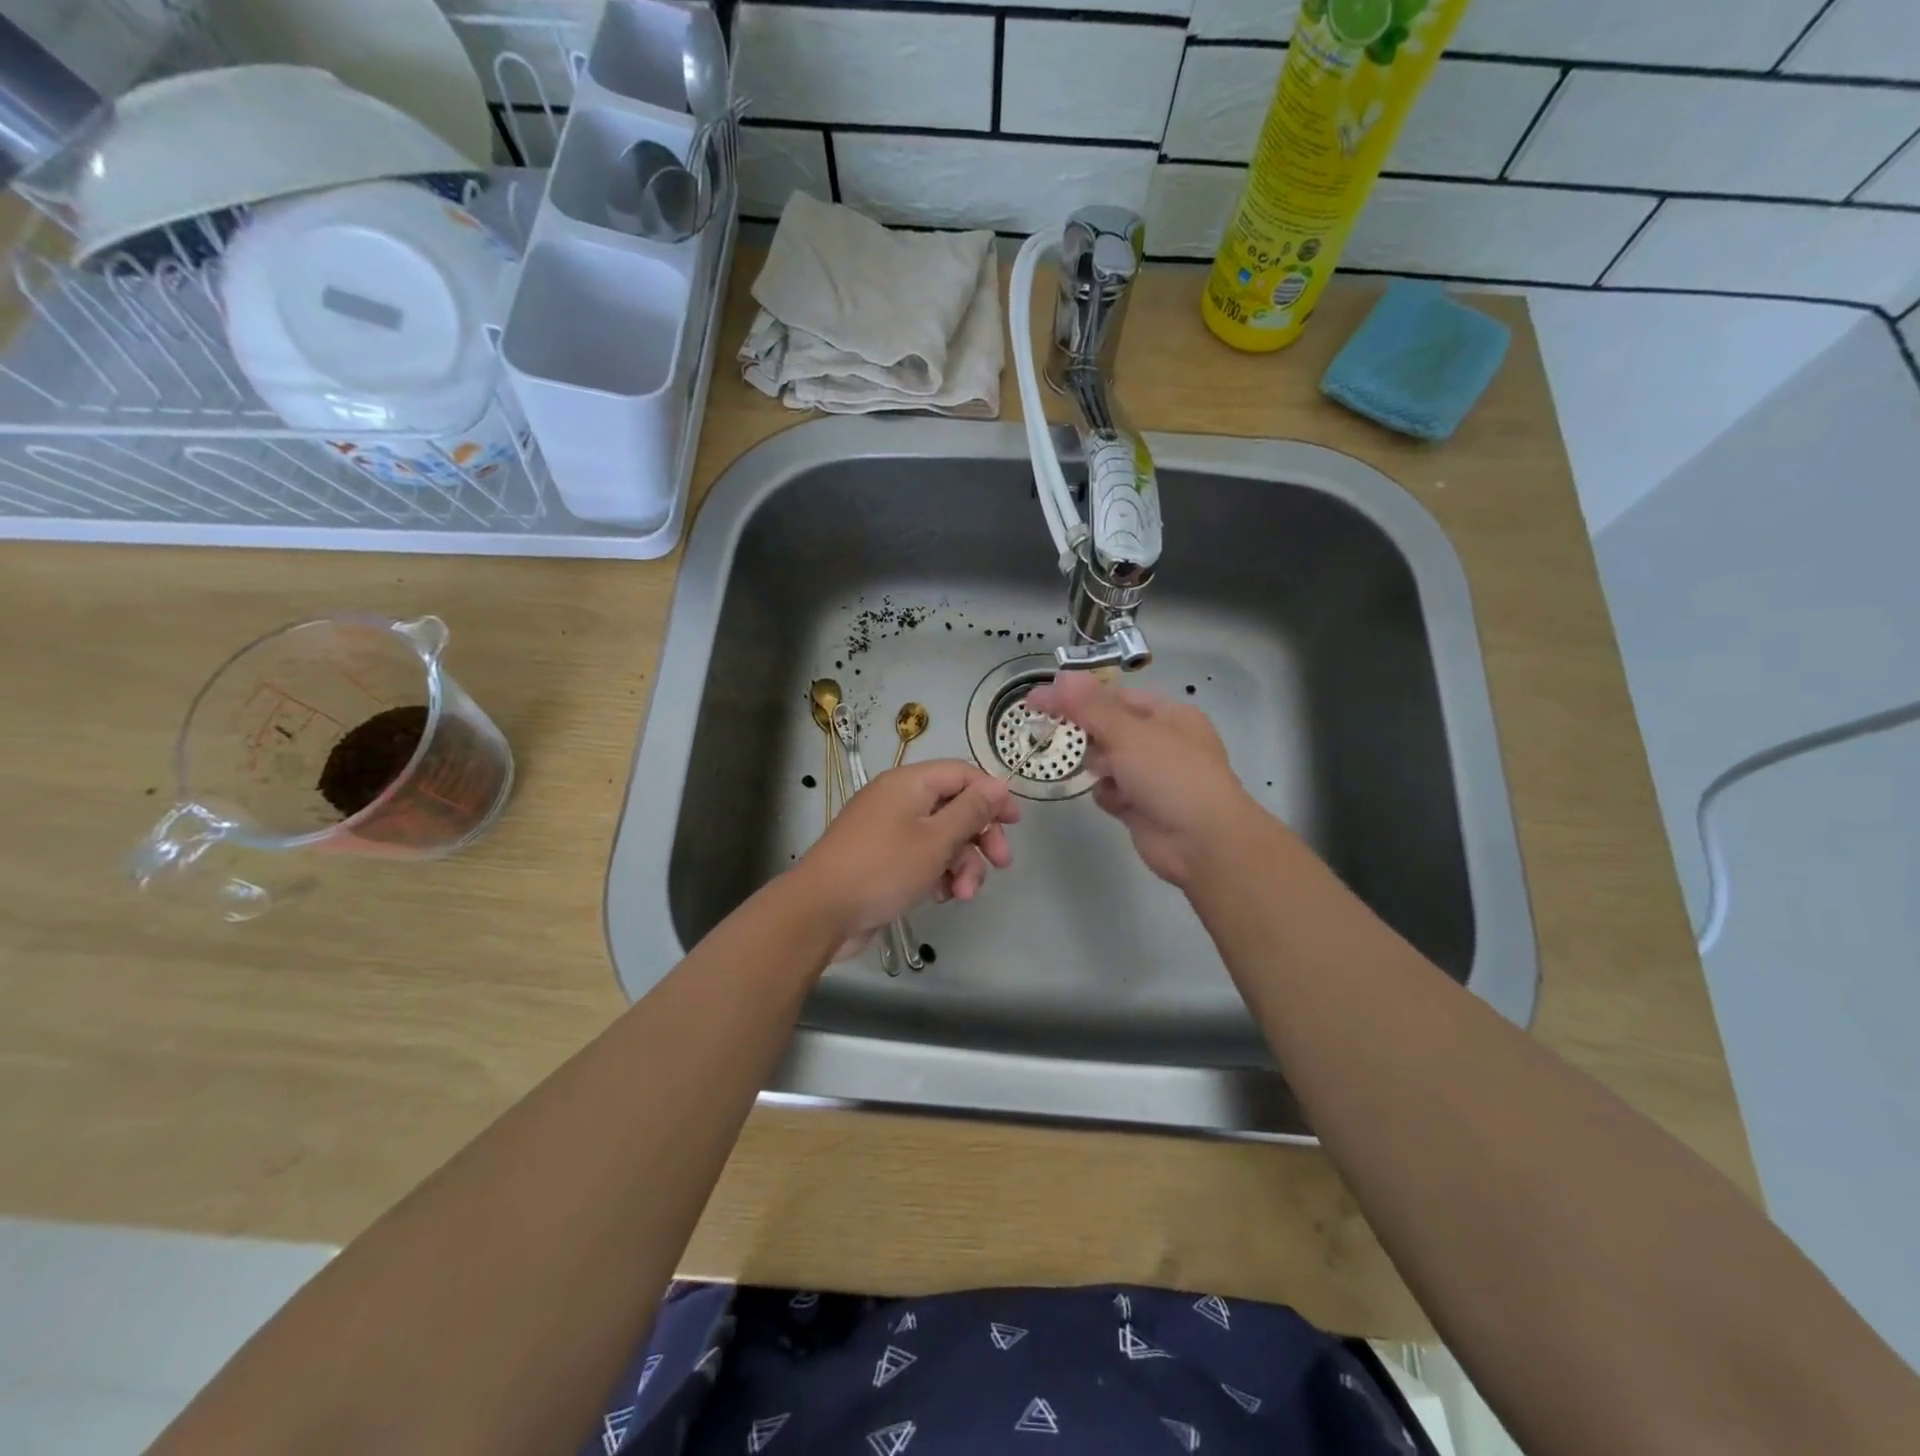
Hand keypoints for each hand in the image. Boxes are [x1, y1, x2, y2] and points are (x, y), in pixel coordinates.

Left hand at [794, 759, 1020, 944]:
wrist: (821, 912)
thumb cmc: (883, 868)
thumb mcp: (936, 839)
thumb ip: (971, 811)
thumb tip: (999, 783)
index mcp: (909, 784)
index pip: (962, 774)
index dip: (992, 795)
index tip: (1014, 823)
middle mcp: (898, 800)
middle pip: (954, 808)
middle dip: (980, 837)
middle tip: (1000, 864)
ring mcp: (888, 831)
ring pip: (941, 838)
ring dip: (960, 864)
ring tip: (962, 894)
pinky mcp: (883, 859)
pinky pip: (921, 857)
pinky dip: (936, 874)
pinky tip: (940, 897)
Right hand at [1024, 673, 1260, 888]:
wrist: (1203, 843)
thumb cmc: (1171, 776)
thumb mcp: (1129, 733)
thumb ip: (1089, 706)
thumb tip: (1059, 676)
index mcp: (1167, 715)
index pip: (1114, 696)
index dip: (1078, 696)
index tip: (1040, 700)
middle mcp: (1161, 742)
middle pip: (1107, 728)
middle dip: (1090, 736)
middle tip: (1068, 740)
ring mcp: (1151, 776)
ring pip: (1105, 761)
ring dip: (1099, 768)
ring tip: (1106, 776)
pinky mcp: (1141, 806)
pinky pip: (1110, 791)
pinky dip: (1108, 795)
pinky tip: (1118, 803)